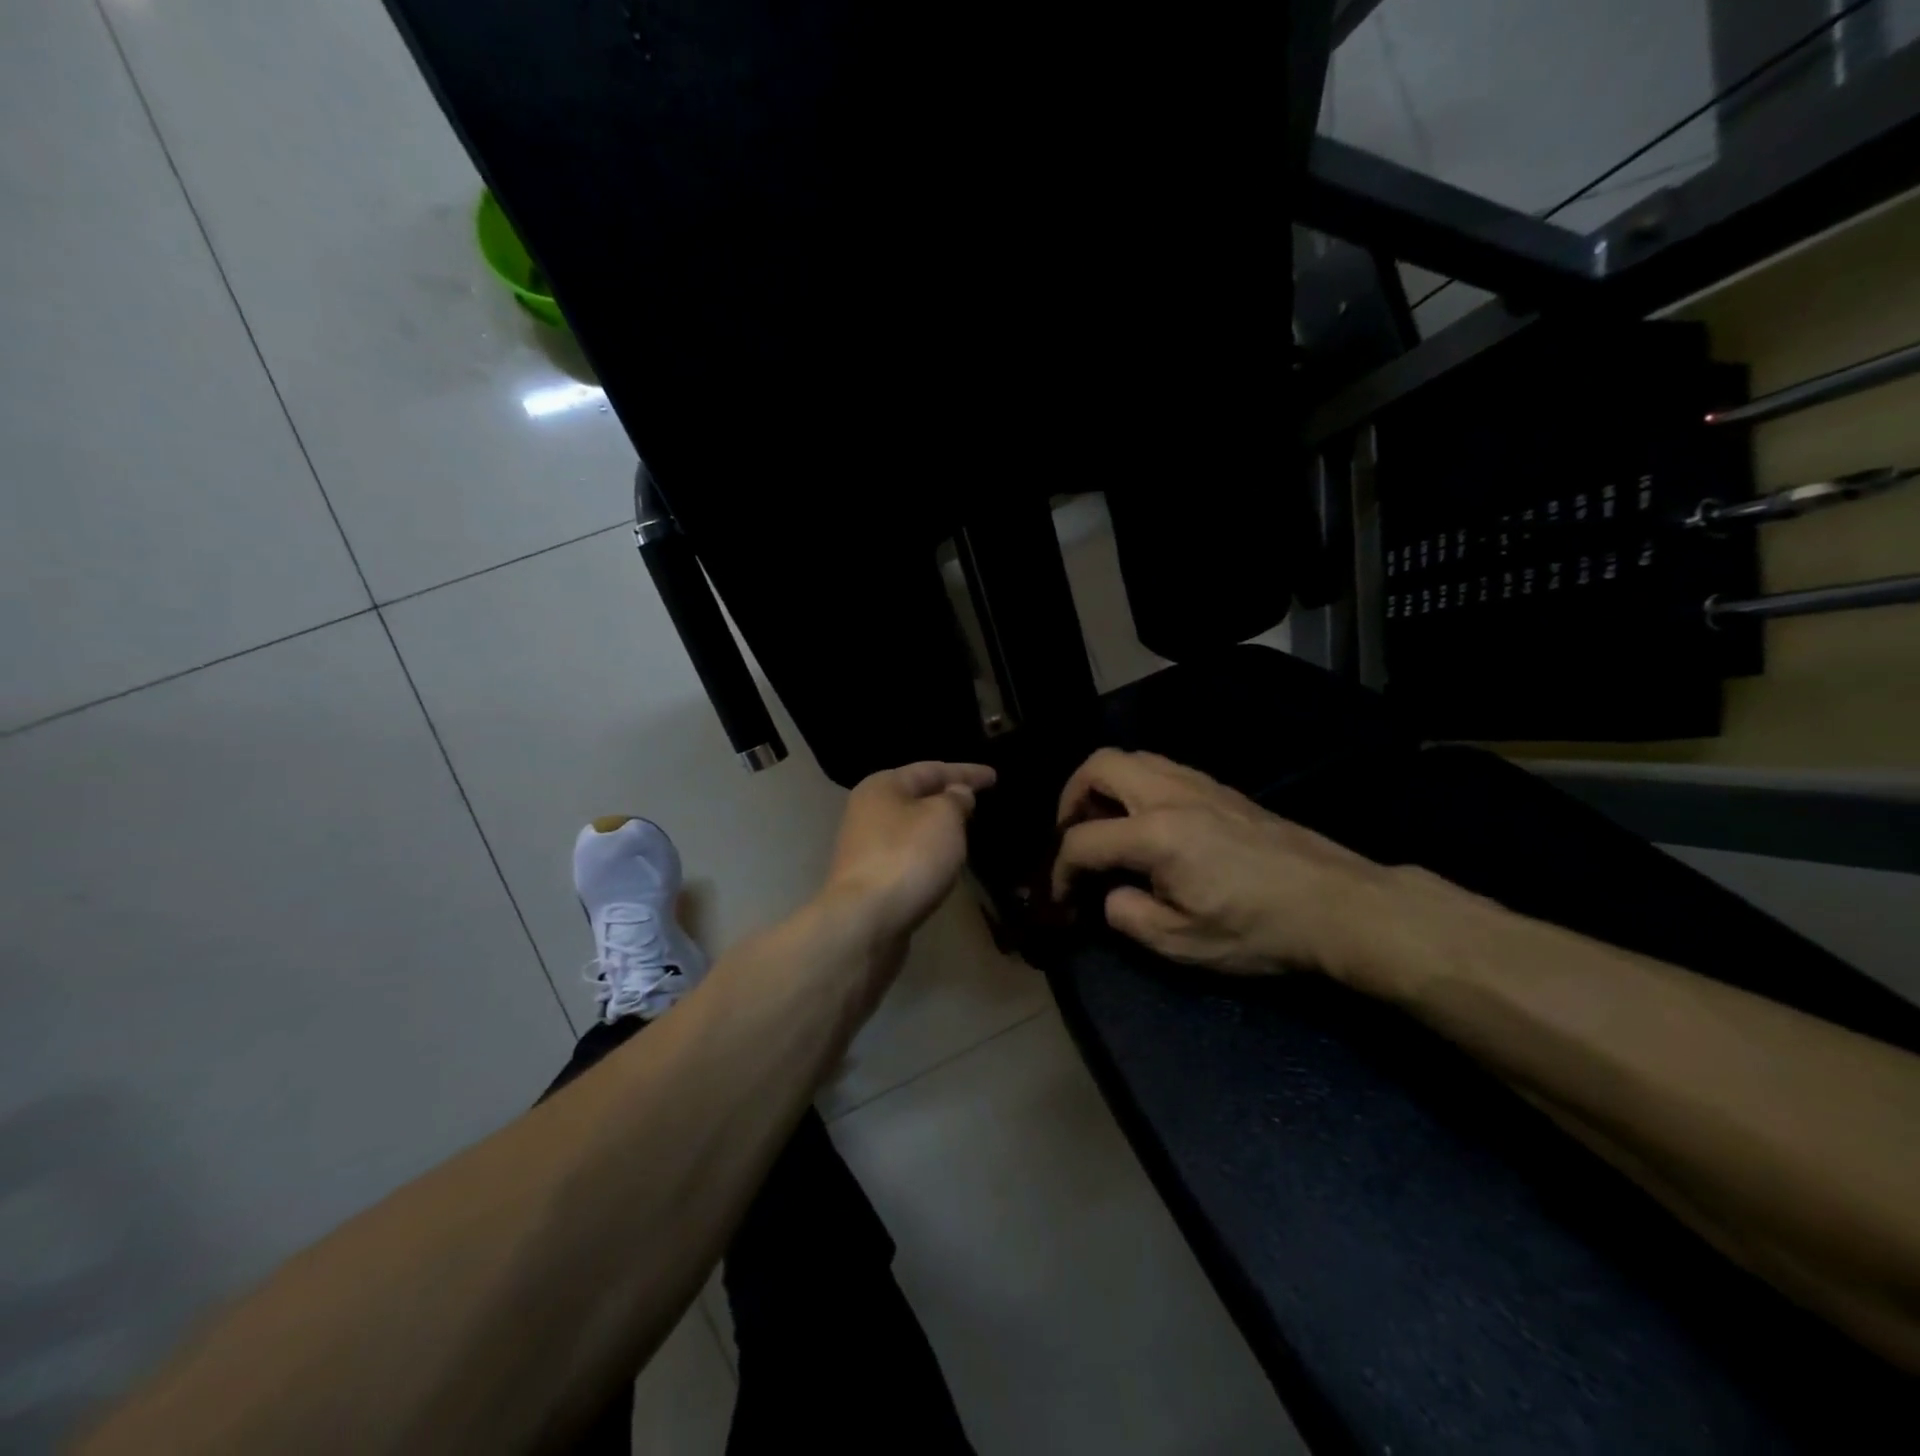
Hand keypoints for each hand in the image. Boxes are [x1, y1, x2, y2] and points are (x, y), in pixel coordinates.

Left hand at [823, 761, 996, 945]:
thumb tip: (956, 794)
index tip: (994, 776)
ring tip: (964, 828)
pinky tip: (942, 860)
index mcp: (883, 786)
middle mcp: (868, 810)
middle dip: (947, 796)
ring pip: (910, 826)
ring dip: (936, 825)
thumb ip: (955, 800)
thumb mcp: (943, 818)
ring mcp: (865, 846)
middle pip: (916, 795)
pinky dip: (927, 851)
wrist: (866, 919)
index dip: (966, 771)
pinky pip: (907, 853)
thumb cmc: (908, 857)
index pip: (932, 769)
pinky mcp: (870, 878)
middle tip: (978, 800)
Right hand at [1050, 748, 1399, 977]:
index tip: (1062, 897)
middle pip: (1099, 766)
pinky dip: (1135, 786)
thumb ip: (1128, 916)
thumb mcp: (1183, 944)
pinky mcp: (1220, 788)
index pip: (1083, 840)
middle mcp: (1171, 794)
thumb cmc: (1259, 929)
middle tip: (1072, 835)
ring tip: (1105, 825)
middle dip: (1070, 798)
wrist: (1337, 904)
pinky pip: (1160, 768)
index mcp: (1156, 834)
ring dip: (1104, 786)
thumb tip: (1112, 895)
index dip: (1060, 870)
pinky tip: (1148, 824)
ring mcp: (1199, 784)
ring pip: (1131, 758)